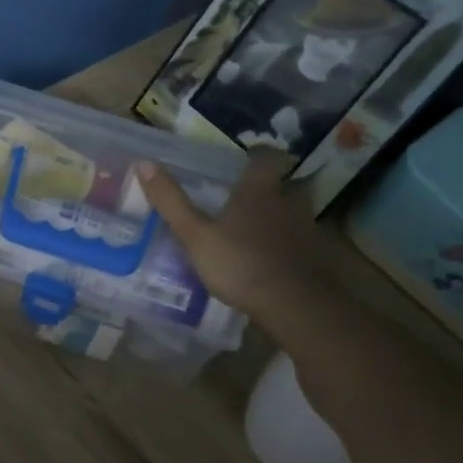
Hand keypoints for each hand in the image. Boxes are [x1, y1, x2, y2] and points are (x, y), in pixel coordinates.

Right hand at [137, 153, 331, 315]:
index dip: (258, 155)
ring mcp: (308, 231)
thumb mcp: (195, 235)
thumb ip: (171, 202)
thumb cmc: (241, 264)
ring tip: (260, 232)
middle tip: (250, 199)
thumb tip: (144, 162)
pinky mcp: (319, 259)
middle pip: (285, 185)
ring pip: (295, 214)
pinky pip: (304, 244)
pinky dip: (290, 247)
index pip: (266, 158)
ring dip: (281, 218)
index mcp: (258, 192)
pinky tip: (275, 262)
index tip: (248, 158)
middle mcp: (288, 203)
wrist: (297, 306)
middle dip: (271, 189)